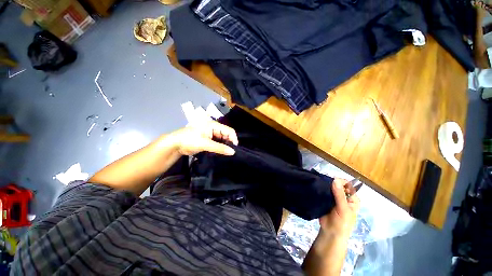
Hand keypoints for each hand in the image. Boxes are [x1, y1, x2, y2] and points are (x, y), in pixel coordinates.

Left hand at [170, 121, 238, 155]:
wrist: (175, 144)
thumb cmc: (190, 140)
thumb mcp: (205, 144)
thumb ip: (219, 148)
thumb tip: (233, 152)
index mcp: (214, 125)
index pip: (229, 130)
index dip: (233, 139)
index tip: (234, 148)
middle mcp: (214, 128)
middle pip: (226, 135)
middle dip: (229, 143)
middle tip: (231, 152)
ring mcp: (211, 134)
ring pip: (223, 139)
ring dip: (225, 145)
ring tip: (227, 153)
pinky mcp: (208, 139)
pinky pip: (218, 143)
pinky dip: (220, 147)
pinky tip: (221, 152)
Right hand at [319, 179, 359, 239]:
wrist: (330, 233)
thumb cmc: (342, 223)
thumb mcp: (343, 209)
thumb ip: (339, 195)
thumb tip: (335, 179)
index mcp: (352, 198)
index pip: (348, 185)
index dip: (341, 181)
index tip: (332, 180)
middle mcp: (344, 197)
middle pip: (338, 185)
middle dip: (331, 182)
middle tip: (323, 181)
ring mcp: (334, 198)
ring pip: (330, 188)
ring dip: (325, 185)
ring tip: (318, 183)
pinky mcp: (326, 200)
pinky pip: (324, 192)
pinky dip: (321, 189)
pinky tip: (316, 187)